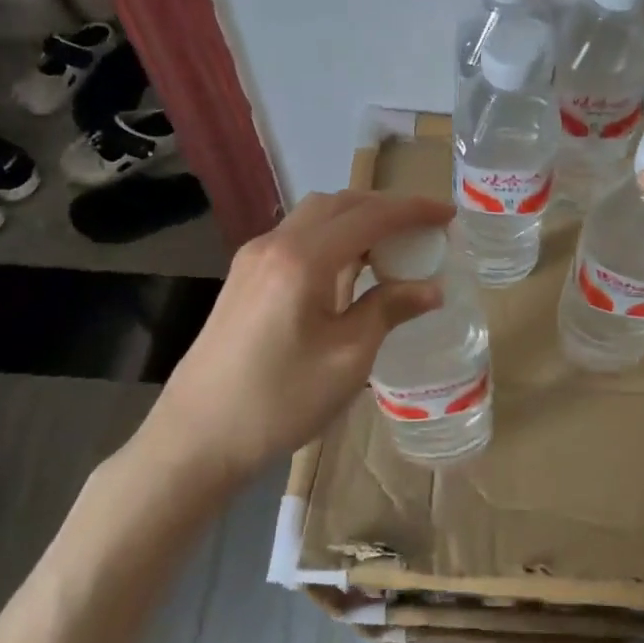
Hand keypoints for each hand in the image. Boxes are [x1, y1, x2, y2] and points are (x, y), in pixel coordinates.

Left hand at [141, 190, 453, 477]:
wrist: (195, 439)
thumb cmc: (279, 401)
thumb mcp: (348, 359)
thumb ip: (389, 310)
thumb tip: (431, 288)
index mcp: (302, 259)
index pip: (369, 215)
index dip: (413, 211)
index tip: (448, 215)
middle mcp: (274, 244)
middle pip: (339, 203)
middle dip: (385, 208)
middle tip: (422, 229)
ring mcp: (253, 258)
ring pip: (315, 217)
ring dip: (356, 220)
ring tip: (391, 245)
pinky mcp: (243, 276)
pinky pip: (297, 237)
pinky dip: (332, 238)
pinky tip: (348, 268)